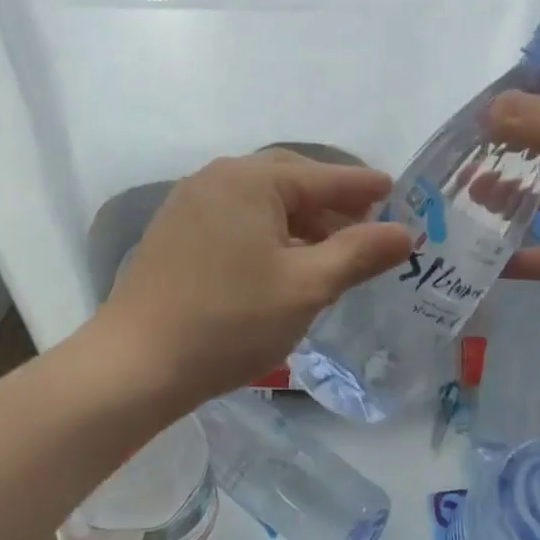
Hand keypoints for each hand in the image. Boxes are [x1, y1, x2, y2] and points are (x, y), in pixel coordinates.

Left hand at [98, 154, 411, 409]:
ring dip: (299, 219)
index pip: (322, 176)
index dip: (362, 186)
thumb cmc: (229, 321)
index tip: (395, 190)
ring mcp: (191, 201)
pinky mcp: (176, 230)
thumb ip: (358, 254)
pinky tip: (282, 261)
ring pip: (261, 200)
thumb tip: (404, 232)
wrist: (135, 363)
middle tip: (366, 223)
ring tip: (330, 250)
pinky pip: (236, 216)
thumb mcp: (306, 287)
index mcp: (250, 179)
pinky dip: (268, 230)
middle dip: (330, 202)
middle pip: (290, 179)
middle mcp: (218, 177)